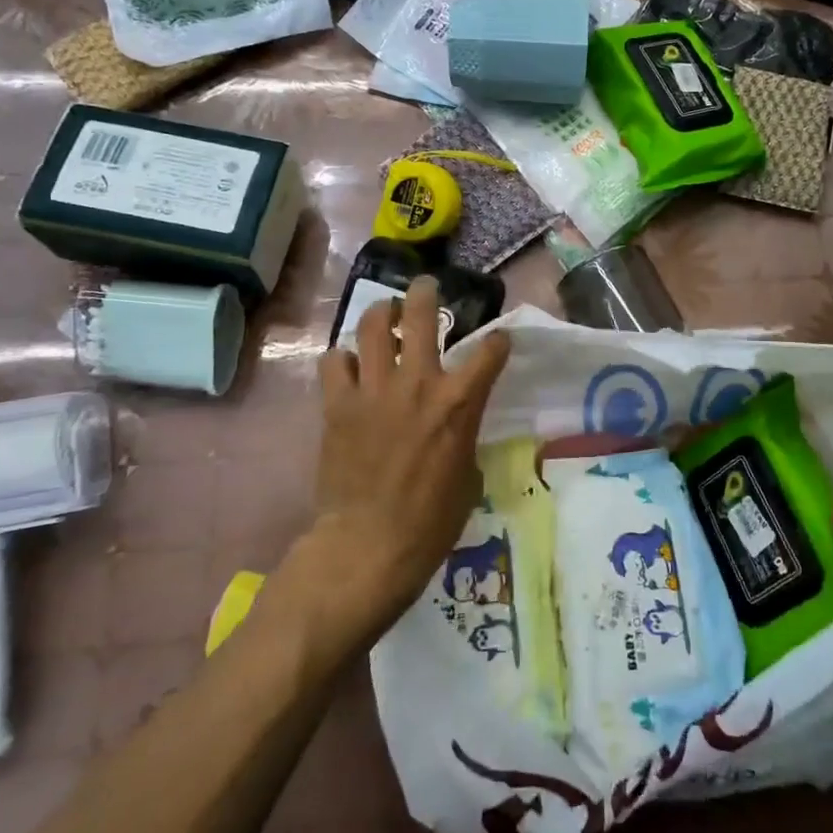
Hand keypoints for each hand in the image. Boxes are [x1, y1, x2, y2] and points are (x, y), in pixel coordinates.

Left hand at [306, 276, 510, 638]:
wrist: (369, 546)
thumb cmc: (431, 520)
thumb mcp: (467, 473)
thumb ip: (463, 432)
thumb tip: (455, 420)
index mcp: (459, 402)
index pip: (490, 350)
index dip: (498, 341)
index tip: (498, 340)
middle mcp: (418, 383)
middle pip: (422, 313)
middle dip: (426, 292)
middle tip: (425, 286)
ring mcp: (373, 389)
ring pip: (373, 325)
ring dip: (382, 313)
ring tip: (385, 314)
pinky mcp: (338, 404)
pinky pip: (334, 361)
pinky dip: (344, 359)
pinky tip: (350, 368)